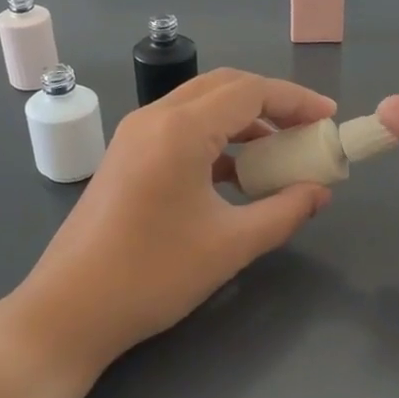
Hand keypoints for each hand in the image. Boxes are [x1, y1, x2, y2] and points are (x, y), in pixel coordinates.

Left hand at [5, 69, 335, 369]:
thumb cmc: (153, 275)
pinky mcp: (125, 157)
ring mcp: (134, 136)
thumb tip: (319, 193)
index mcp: (180, 129)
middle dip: (272, 103)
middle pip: (225, 87)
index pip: (251, 92)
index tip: (329, 118)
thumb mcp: (231, 244)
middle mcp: (154, 118)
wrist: (69, 310)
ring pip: (200, 106)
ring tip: (279, 154)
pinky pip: (180, 130)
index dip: (296, 100)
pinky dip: (215, 140)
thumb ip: (284, 212)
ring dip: (243, 121)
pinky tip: (237, 175)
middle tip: (307, 130)